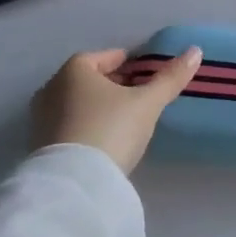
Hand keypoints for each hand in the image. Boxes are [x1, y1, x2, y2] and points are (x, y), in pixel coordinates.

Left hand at [31, 46, 202, 174]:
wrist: (74, 185)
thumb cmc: (111, 129)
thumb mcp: (147, 103)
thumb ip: (170, 78)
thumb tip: (195, 51)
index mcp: (74, 70)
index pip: (106, 57)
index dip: (130, 63)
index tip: (148, 75)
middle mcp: (51, 88)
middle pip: (90, 79)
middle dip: (115, 84)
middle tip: (141, 96)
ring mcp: (41, 119)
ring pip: (78, 103)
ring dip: (100, 106)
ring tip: (126, 119)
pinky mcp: (40, 146)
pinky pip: (70, 125)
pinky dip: (87, 125)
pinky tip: (106, 139)